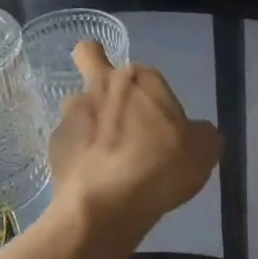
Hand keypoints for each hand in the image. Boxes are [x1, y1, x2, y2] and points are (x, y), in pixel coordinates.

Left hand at [48, 43, 220, 238]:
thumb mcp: (203, 151)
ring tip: (101, 153)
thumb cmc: (160, 167)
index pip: (145, 72)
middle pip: (89, 55)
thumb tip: (196, 132)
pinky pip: (67, 142)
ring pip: (75, 104)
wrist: (108, 202)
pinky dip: (77, 155)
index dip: (151, 93)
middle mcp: (101, 85)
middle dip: (94, 63)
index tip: (158, 118)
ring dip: (86, 119)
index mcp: (139, 79)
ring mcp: (73, 114)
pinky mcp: (54, 144)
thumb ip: (201, 134)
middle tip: (109, 96)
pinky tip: (90, 178)